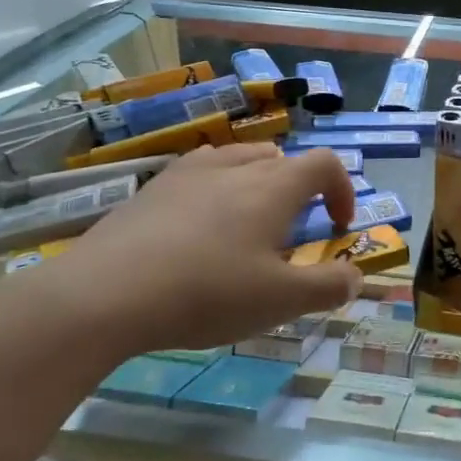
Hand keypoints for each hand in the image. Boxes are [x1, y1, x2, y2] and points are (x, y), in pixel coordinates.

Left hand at [15, 145, 362, 354]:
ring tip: (245, 227)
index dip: (342, 190)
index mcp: (273, 187)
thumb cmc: (206, 293)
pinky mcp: (154, 187)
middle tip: (289, 236)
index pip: (325, 164)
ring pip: (240, 159)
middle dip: (299, 190)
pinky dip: (216, 189)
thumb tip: (356, 274)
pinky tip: (197, 229)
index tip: (337, 228)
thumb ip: (328, 286)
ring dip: (258, 184)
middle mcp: (236, 166)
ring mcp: (190, 171)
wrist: (104, 293)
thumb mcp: (280, 302)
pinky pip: (201, 172)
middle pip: (282, 159)